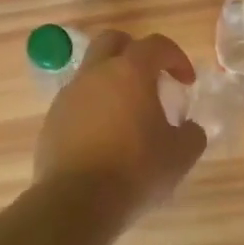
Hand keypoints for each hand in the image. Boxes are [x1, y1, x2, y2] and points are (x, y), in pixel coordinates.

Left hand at [34, 30, 207, 223]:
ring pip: (91, 72)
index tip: (186, 82)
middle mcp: (95, 74)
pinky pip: (77, 102)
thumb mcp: (181, 155)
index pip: (156, 45)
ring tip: (128, 115)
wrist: (76, 202)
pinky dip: (94, 109)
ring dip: (112, 83)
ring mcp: (68, 96)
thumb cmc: (135, 171)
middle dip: (135, 52)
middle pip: (113, 42)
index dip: (176, 58)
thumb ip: (192, 134)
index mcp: (130, 72)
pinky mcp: (51, 121)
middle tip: (151, 78)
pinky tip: (105, 139)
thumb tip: (189, 129)